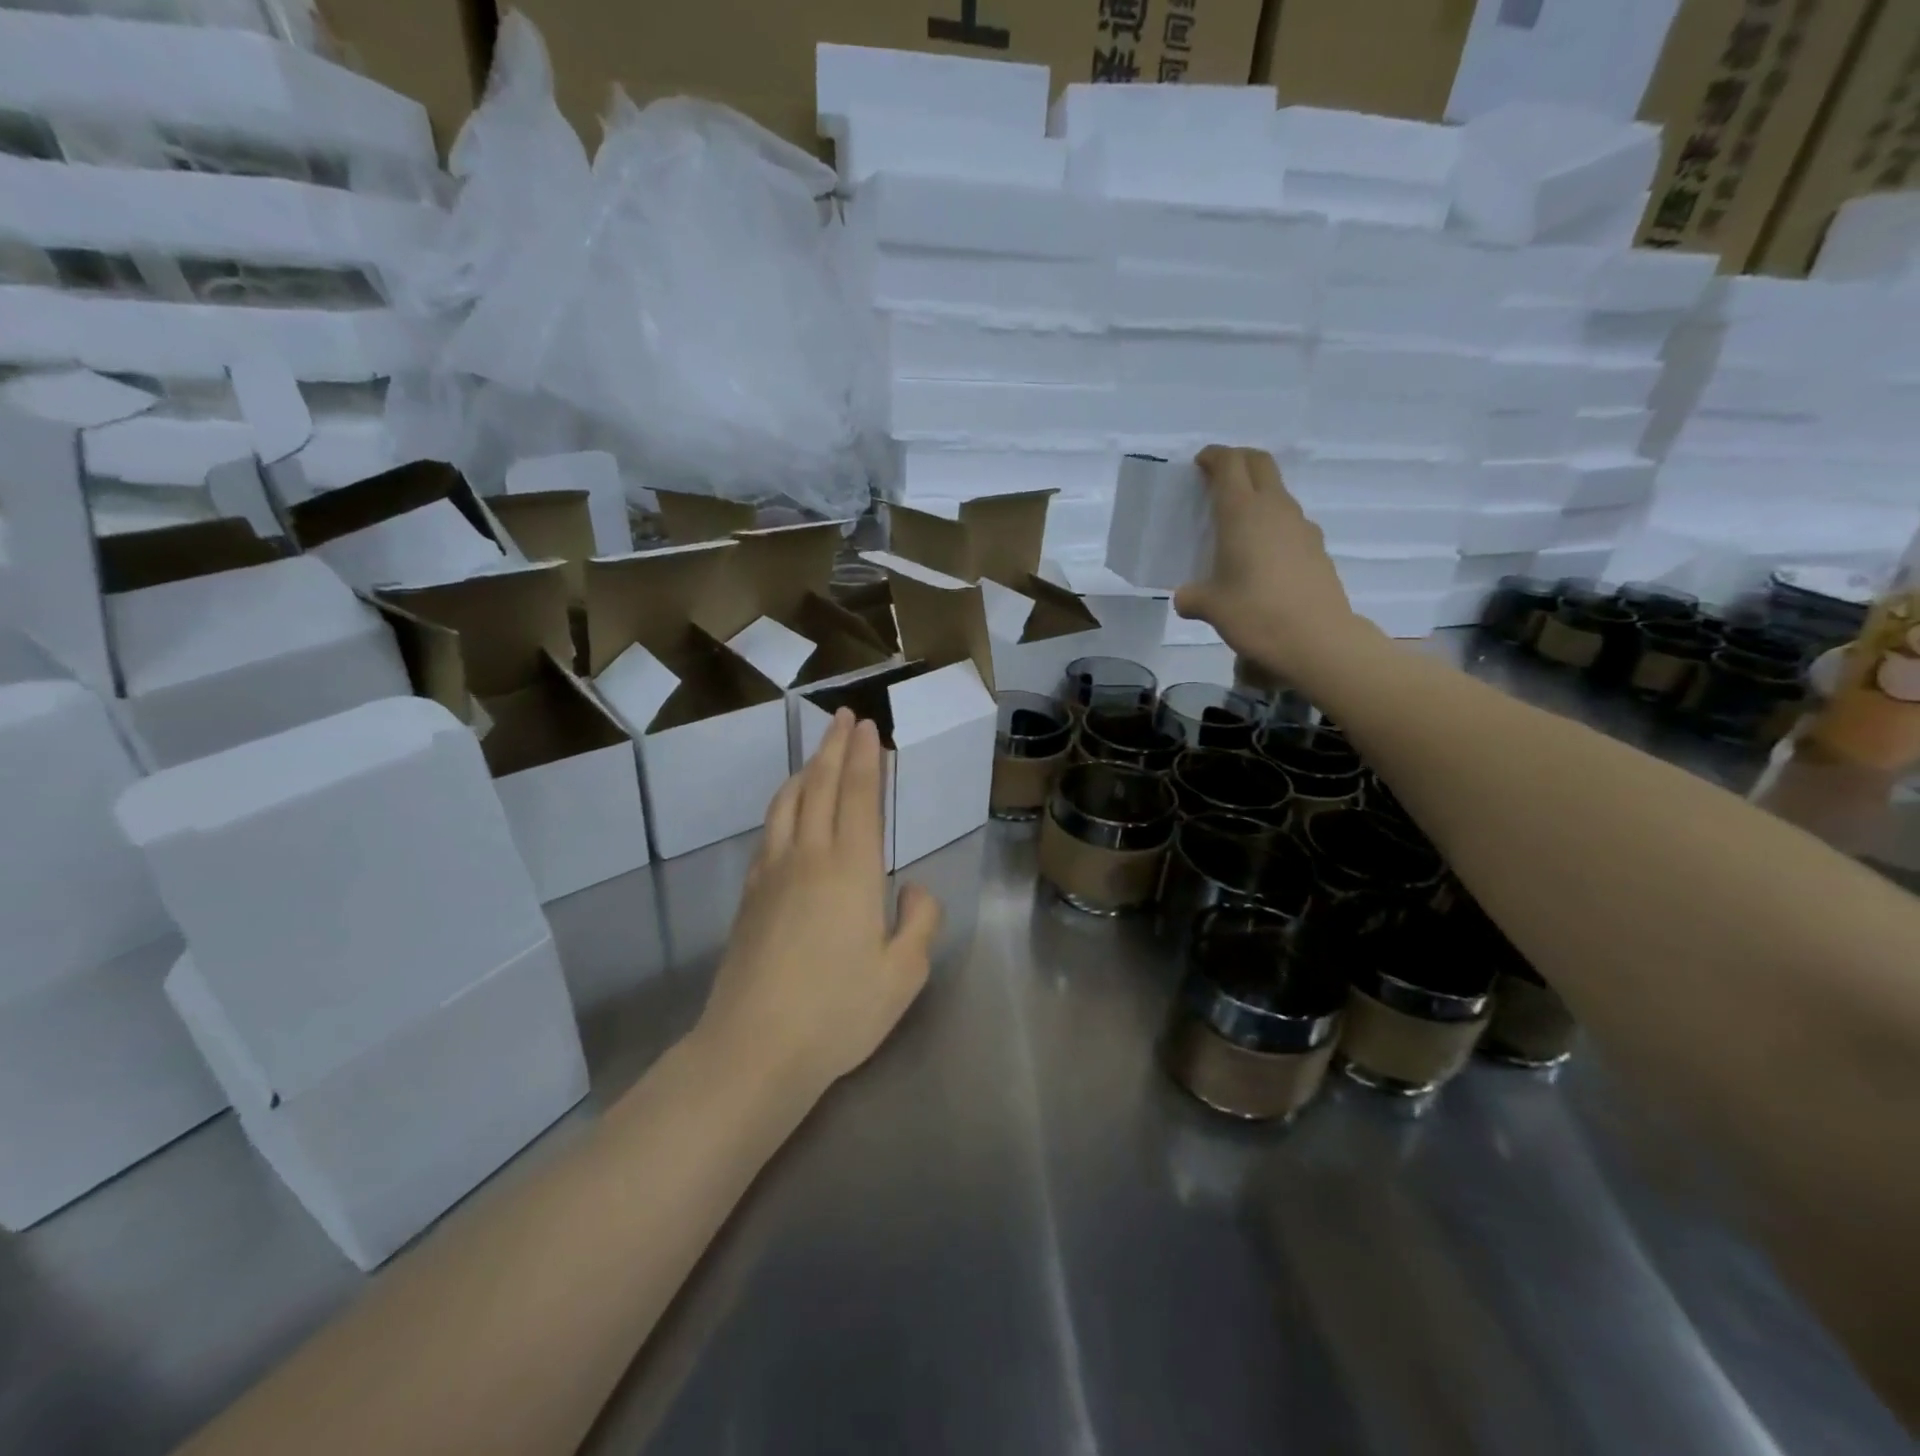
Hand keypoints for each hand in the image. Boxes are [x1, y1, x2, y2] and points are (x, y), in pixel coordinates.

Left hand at [697, 710, 941, 1100]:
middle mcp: (809, 857)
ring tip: (816, 756)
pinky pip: (769, 831)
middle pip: (820, 786)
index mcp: (852, 869)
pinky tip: (787, 812)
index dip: (865, 758)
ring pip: (788, 803)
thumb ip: (921, 921)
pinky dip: (782, 805)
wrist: (754, 1047)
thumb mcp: (904, 974)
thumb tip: (912, 887)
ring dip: (805, 771)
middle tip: (844, 718)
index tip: (868, 728)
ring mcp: (772, 874)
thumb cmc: (838, 1012)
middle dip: (834, 747)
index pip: (859, 796)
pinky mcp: (749, 895)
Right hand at [1174, 446, 1376, 680]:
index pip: (1229, 464)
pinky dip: (1272, 524)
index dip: (1213, 457)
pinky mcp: (1316, 547)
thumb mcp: (1211, 608)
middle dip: (1238, 461)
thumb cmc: (1256, 615)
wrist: (1317, 640)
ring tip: (1237, 523)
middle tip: (1219, 477)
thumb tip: (1186, 597)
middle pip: (1259, 464)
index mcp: (1241, 513)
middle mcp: (1274, 509)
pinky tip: (1262, 555)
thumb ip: (1192, 597)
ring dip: (1257, 494)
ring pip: (1277, 492)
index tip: (1200, 463)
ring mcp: (1300, 526)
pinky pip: (1289, 522)